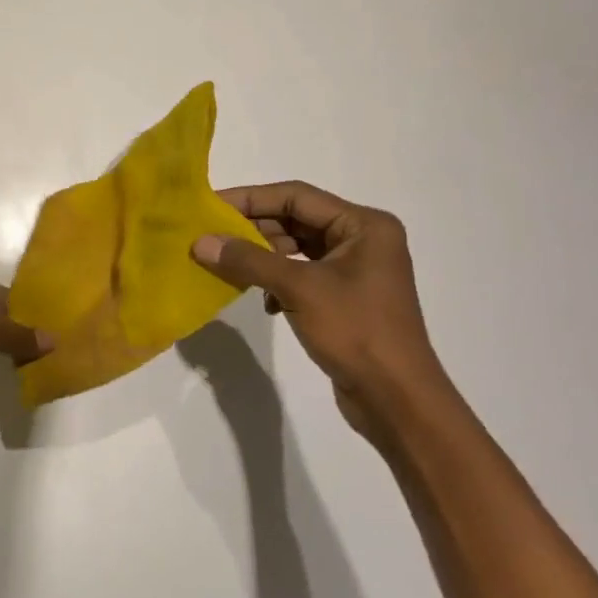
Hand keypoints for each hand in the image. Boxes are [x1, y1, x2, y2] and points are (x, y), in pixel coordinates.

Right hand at [191, 182, 443, 436]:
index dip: (251, 199)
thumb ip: (249, 260)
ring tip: (229, 268)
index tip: (210, 206)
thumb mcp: (299, 289)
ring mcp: (356, 270)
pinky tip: (266, 303)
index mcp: (364, 225)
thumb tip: (200, 242)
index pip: (297, 197)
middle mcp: (363, 239)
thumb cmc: (356, 331)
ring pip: (297, 249)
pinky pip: (303, 274)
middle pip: (297, 220)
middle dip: (254, 229)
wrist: (397, 401)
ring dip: (264, 258)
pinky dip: (279, 282)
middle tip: (212, 238)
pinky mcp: (347, 297)